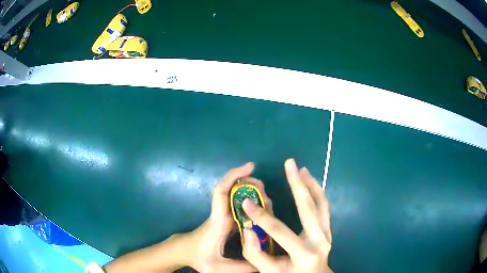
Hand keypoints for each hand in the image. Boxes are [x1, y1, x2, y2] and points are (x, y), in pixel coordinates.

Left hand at [186, 162, 271, 272]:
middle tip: (264, 188)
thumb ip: (241, 268)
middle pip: (232, 190)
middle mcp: (221, 214)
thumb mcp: (219, 267)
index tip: (249, 166)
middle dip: (249, 183)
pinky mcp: (227, 219)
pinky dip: (250, 200)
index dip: (234, 176)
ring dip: (250, 191)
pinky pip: (239, 205)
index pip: (221, 192)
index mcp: (218, 221)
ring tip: (266, 197)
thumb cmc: (199, 257)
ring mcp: (224, 215)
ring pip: (236, 196)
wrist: (186, 252)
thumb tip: (264, 264)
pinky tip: (261, 207)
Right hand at [242, 159, 332, 272]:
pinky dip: (317, 192)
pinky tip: (310, 181)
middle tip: (289, 164)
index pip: (280, 231)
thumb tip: (248, 230)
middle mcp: (320, 240)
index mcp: (304, 254)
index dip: (261, 216)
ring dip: (311, 184)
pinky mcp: (328, 229)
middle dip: (296, 184)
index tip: (247, 202)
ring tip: (301, 168)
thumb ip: (255, 254)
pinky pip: (324, 207)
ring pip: (320, 203)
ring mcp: (327, 233)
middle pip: (308, 208)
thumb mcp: (270, 271)